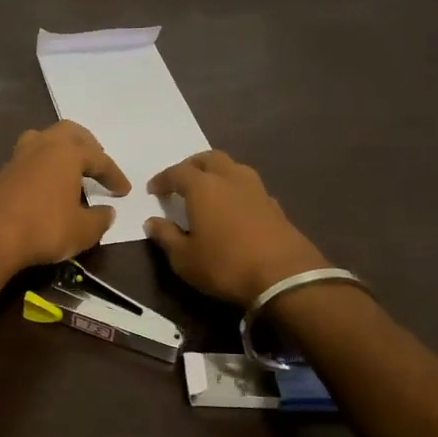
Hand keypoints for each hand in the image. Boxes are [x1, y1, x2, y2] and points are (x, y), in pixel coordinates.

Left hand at [0, 121, 130, 273]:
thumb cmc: (45, 227)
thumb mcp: (83, 230)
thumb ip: (100, 219)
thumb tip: (107, 212)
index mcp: (67, 152)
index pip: (99, 159)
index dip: (114, 175)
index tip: (124, 191)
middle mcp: (43, 145)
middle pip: (69, 133)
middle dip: (87, 145)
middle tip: (97, 162)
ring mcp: (19, 156)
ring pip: (44, 140)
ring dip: (60, 149)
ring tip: (70, 167)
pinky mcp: (2, 172)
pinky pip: (29, 158)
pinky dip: (43, 165)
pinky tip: (46, 184)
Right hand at [144, 151, 328, 306]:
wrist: (284, 277)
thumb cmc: (225, 265)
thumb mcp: (184, 259)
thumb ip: (166, 236)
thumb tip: (152, 222)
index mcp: (203, 187)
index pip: (177, 173)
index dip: (162, 179)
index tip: (153, 189)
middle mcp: (230, 179)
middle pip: (209, 158)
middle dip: (192, 165)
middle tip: (181, 180)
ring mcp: (256, 190)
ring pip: (233, 167)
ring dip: (218, 172)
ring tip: (209, 189)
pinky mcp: (275, 206)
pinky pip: (250, 187)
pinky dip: (237, 190)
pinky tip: (235, 207)